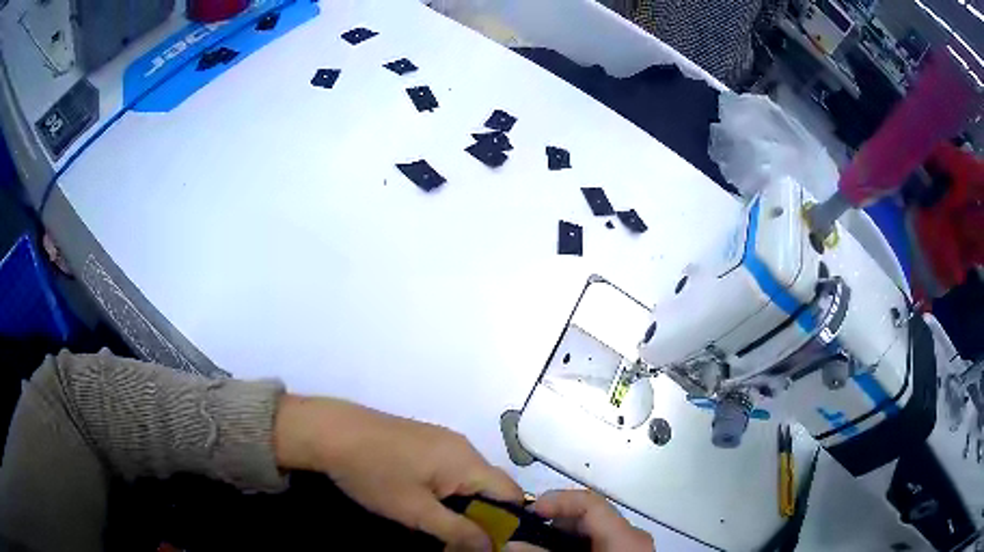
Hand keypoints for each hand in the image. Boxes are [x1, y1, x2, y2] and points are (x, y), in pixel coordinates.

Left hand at [274, 395, 522, 550]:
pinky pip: (449, 471)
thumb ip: (458, 531)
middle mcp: (462, 446)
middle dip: (481, 518)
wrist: (329, 432)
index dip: (508, 523)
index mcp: (467, 461)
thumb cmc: (374, 473)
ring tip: (439, 527)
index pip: (511, 494)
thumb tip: (491, 546)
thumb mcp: (415, 511)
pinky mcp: (423, 441)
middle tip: (460, 541)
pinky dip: (446, 493)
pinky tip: (422, 504)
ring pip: (468, 481)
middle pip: (490, 488)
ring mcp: (441, 441)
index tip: (491, 545)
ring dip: (462, 507)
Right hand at [504, 490, 653, 551]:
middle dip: (554, 522)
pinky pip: (599, 544)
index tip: (527, 512)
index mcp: (626, 536)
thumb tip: (511, 543)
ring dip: (562, 536)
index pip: (590, 503)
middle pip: (591, 516)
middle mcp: (633, 536)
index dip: (557, 501)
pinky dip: (575, 547)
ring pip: (593, 531)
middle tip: (525, 532)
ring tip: (535, 546)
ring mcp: (632, 548)